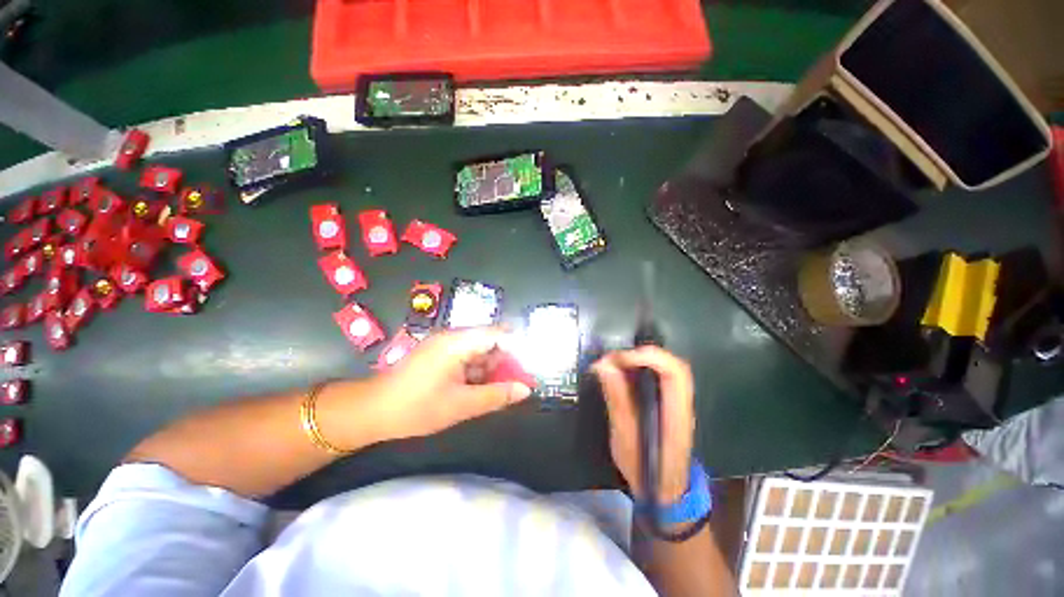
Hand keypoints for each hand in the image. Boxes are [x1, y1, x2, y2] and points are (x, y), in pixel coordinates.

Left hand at [374, 327, 532, 439]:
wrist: (371, 412)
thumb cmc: (417, 408)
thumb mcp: (461, 405)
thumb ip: (496, 395)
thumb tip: (525, 390)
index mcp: (458, 342)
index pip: (498, 334)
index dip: (517, 349)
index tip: (530, 368)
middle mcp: (453, 337)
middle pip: (490, 342)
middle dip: (505, 362)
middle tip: (517, 385)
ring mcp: (444, 345)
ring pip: (479, 351)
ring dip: (491, 369)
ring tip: (501, 391)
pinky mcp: (439, 355)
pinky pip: (466, 358)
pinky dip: (477, 372)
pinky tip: (480, 389)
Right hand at [592, 347, 694, 503]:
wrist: (665, 492)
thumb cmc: (645, 470)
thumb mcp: (625, 438)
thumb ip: (617, 400)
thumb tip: (604, 366)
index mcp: (677, 414)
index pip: (674, 372)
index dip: (647, 357)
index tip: (619, 360)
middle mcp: (682, 403)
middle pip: (672, 364)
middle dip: (641, 354)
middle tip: (613, 359)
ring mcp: (678, 402)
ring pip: (665, 367)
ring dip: (638, 360)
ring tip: (613, 364)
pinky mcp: (668, 402)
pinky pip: (657, 375)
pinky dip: (638, 368)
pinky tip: (621, 373)